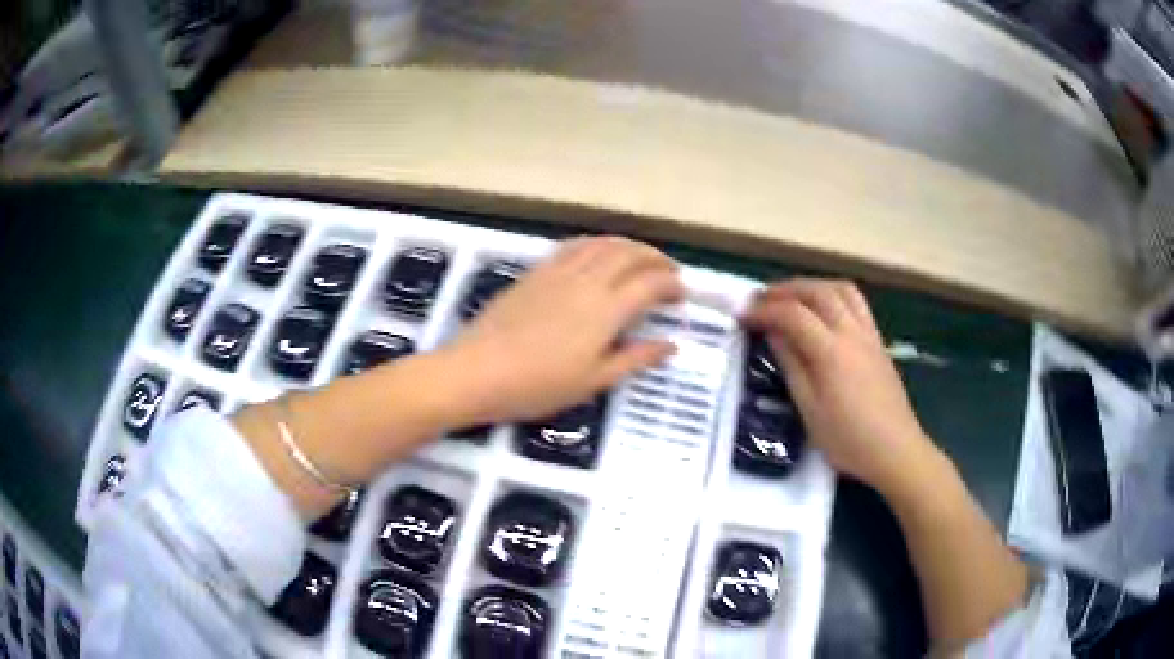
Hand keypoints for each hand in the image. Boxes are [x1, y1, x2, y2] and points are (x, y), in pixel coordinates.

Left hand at [446, 236, 683, 422]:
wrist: (477, 371)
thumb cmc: (538, 385)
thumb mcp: (593, 381)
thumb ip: (635, 358)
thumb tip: (672, 344)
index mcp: (606, 309)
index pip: (650, 283)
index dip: (671, 284)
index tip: (682, 293)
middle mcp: (587, 280)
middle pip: (629, 254)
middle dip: (655, 258)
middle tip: (668, 271)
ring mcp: (558, 271)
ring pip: (601, 244)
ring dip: (627, 245)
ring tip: (640, 257)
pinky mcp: (536, 272)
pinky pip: (573, 246)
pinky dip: (596, 244)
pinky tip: (597, 253)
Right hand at [743, 279, 935, 491]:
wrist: (895, 450)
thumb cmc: (848, 439)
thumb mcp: (810, 410)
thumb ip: (792, 366)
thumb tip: (774, 334)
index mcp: (831, 351)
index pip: (793, 314)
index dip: (764, 310)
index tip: (742, 316)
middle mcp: (851, 332)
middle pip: (817, 291)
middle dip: (785, 290)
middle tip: (761, 300)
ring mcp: (869, 333)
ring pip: (840, 289)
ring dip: (811, 286)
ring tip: (791, 298)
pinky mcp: (878, 341)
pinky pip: (856, 302)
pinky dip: (833, 294)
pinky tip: (823, 311)